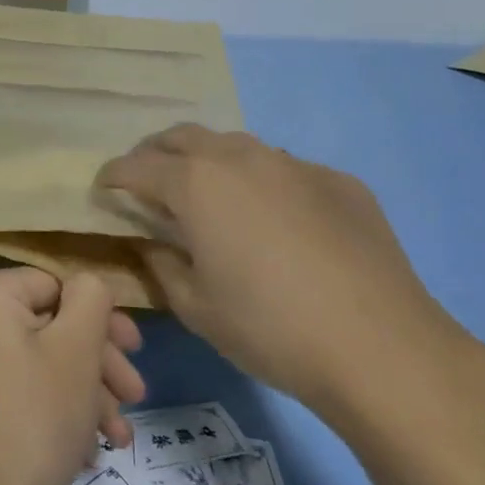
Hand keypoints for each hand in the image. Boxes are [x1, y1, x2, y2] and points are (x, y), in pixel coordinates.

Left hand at [0, 268, 145, 484]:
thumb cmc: (38, 412)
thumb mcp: (77, 346)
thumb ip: (91, 298)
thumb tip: (87, 285)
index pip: (55, 285)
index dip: (100, 317)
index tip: (135, 348)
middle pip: (52, 326)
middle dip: (100, 362)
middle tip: (136, 393)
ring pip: (46, 361)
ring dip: (89, 393)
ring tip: (120, 435)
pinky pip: (28, 387)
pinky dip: (62, 409)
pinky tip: (93, 448)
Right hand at [96, 125, 474, 418]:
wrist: (381, 347)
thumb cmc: (268, 328)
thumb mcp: (194, 306)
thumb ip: (161, 263)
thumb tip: (151, 241)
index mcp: (196, 184)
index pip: (137, 166)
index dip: (113, 175)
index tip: (103, 187)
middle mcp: (241, 158)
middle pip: (184, 137)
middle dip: (156, 153)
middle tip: (147, 180)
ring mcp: (295, 165)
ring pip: (237, 146)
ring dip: (209, 161)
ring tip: (207, 195)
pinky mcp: (339, 182)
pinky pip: (285, 169)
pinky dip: (261, 182)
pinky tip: (274, 219)